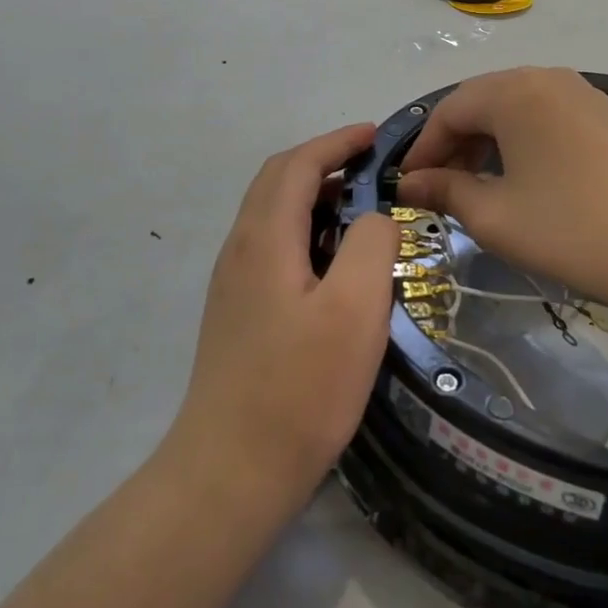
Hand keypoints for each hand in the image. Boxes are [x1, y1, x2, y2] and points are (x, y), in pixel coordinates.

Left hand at [171, 125, 399, 508]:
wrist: (230, 470)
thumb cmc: (300, 388)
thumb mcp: (355, 310)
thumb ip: (371, 245)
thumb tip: (375, 217)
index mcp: (265, 238)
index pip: (297, 165)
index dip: (337, 142)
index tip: (376, 136)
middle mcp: (240, 249)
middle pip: (277, 181)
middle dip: (323, 161)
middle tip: (372, 167)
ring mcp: (233, 282)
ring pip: (272, 214)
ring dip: (314, 195)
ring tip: (361, 209)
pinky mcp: (236, 311)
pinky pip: (271, 245)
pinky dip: (304, 229)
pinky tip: (332, 261)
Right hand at [397, 67, 607, 308]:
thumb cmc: (572, 229)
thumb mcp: (495, 216)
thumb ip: (446, 192)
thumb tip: (411, 184)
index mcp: (513, 91)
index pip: (449, 111)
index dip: (423, 150)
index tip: (408, 188)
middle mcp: (548, 78)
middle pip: (484, 103)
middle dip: (455, 145)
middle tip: (442, 190)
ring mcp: (586, 95)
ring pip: (519, 110)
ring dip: (490, 144)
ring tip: (482, 188)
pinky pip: (551, 120)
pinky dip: (525, 144)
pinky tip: (529, 182)